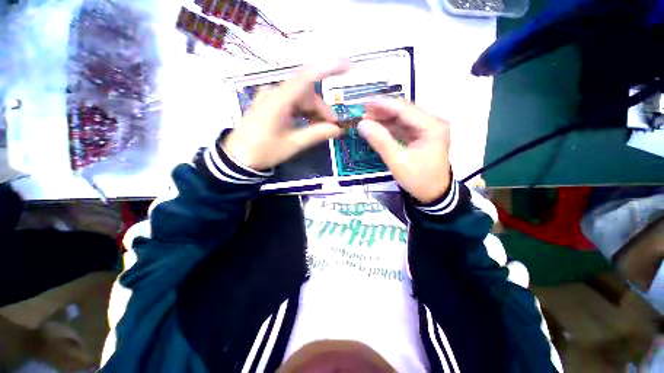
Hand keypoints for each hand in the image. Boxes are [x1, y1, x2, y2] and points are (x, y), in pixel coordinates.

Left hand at [222, 61, 349, 170]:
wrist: (238, 157)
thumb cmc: (264, 151)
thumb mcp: (293, 145)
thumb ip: (316, 134)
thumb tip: (337, 129)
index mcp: (279, 100)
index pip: (307, 77)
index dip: (329, 68)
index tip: (348, 66)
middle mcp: (274, 93)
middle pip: (306, 92)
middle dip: (322, 108)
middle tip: (332, 127)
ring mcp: (271, 97)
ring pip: (300, 98)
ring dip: (313, 111)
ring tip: (321, 128)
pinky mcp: (270, 104)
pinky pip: (292, 102)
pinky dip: (304, 112)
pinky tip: (309, 123)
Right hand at [358, 98, 451, 203]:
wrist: (434, 195)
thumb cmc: (418, 179)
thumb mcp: (398, 162)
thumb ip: (380, 141)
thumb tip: (362, 124)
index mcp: (432, 127)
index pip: (405, 109)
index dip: (383, 104)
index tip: (364, 102)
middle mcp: (432, 123)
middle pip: (404, 110)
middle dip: (382, 110)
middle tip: (362, 111)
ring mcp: (427, 129)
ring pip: (402, 118)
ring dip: (384, 118)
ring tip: (366, 119)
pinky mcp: (421, 136)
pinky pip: (403, 127)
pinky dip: (389, 127)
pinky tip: (377, 127)